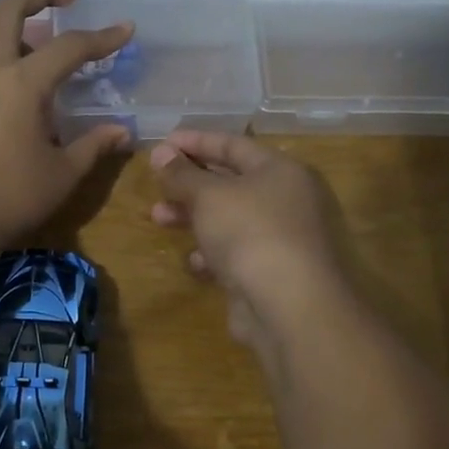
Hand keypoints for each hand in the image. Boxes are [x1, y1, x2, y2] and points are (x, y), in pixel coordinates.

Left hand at [0, 0, 133, 239]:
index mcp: (21, 82)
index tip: (125, 29)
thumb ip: (91, 146)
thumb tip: (120, 131)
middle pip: (9, 9)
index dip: (101, 38)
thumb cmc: (6, 197)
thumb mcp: (60, 175)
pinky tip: (5, 86)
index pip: (69, 47)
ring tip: (37, 46)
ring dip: (12, 27)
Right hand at [149, 130, 348, 360]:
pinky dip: (213, 254)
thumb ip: (181, 173)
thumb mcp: (208, 196)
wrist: (292, 308)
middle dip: (189, 183)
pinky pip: (237, 254)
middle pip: (231, 182)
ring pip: (230, 219)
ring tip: (159, 219)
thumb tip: (161, 151)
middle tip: (156, 185)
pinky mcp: (274, 274)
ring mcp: (283, 239)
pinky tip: (194, 262)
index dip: (195, 141)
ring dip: (193, 217)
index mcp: (281, 170)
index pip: (233, 145)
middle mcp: (288, 200)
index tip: (161, 143)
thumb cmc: (251, 233)